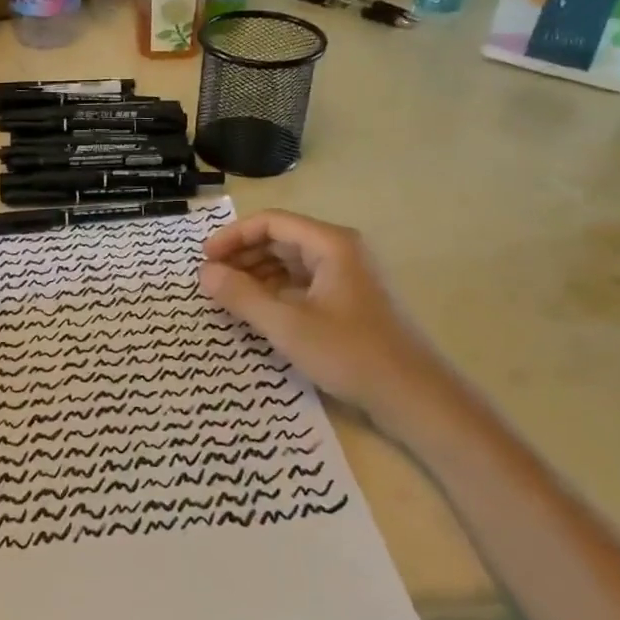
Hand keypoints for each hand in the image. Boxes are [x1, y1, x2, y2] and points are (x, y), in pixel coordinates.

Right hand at [198, 210, 476, 445]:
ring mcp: (347, 276)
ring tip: (228, 296)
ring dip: (257, 274)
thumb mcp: (287, 325)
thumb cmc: (350, 353)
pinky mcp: (349, 300)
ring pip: (290, 262)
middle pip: (281, 239)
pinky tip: (258, 311)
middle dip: (243, 256)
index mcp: (330, 244)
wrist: (415, 396)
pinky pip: (303, 283)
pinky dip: (276, 291)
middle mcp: (340, 250)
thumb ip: (242, 296)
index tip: (204, 259)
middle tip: (211, 280)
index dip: (233, 237)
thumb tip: (205, 273)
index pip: (271, 222)